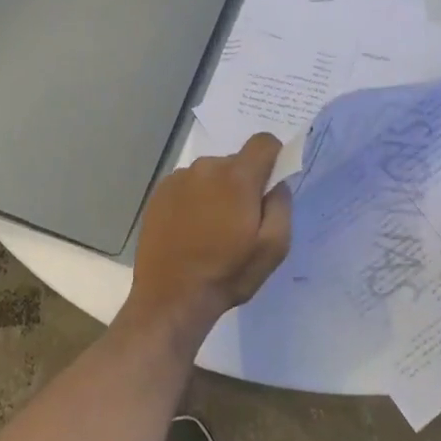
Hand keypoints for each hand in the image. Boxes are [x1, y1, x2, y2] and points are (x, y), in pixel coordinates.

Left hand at [126, 134, 292, 336]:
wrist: (171, 298)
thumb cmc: (227, 273)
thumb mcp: (273, 248)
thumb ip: (281, 205)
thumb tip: (276, 183)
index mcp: (237, 177)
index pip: (264, 142)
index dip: (274, 157)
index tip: (270, 185)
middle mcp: (206, 167)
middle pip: (236, 161)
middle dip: (244, 183)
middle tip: (240, 220)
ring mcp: (178, 178)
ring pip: (211, 174)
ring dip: (217, 191)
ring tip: (212, 230)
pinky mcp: (159, 192)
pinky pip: (188, 185)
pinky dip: (194, 199)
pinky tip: (190, 231)